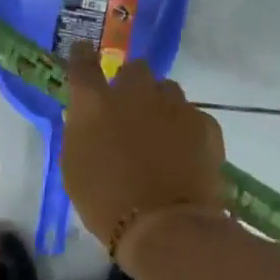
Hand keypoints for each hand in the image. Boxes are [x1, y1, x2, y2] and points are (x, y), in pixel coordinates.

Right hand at [60, 42, 225, 264]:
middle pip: (135, 70)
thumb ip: (81, 132)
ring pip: (167, 91)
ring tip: (161, 136)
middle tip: (130, 111)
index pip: (83, 64)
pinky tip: (184, 155)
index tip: (84, 53)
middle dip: (132, 84)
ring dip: (160, 106)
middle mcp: (135, 93)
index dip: (82, 56)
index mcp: (96, 104)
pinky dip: (186, 130)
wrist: (164, 226)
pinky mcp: (204, 123)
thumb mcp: (75, 168)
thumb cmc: (106, 203)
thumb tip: (89, 117)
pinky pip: (192, 116)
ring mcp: (174, 105)